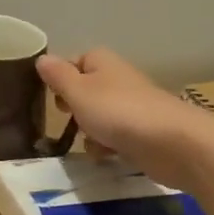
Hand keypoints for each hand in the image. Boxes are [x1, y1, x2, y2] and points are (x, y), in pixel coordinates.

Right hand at [37, 47, 213, 185]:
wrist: (172, 143)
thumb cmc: (117, 111)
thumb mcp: (77, 91)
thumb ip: (57, 76)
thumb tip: (41, 58)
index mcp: (101, 62)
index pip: (72, 62)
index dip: (59, 79)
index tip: (50, 97)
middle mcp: (117, 79)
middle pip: (84, 91)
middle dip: (73, 109)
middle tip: (66, 119)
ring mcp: (131, 106)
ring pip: (97, 117)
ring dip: (88, 132)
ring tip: (89, 142)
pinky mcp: (142, 132)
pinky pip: (114, 136)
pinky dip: (107, 146)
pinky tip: (106, 156)